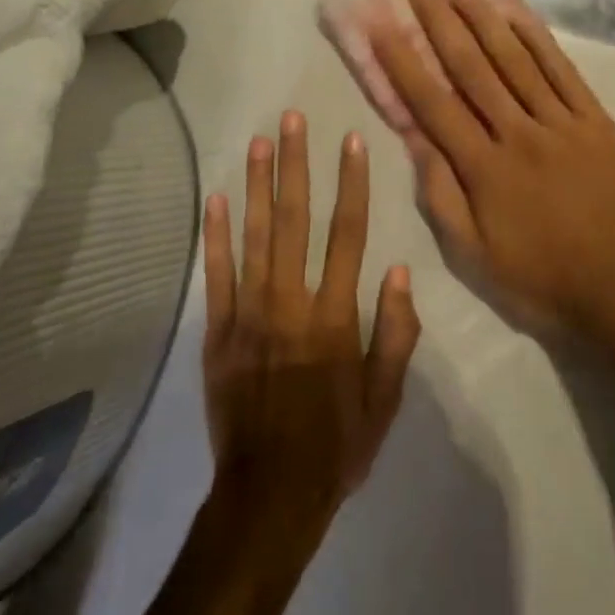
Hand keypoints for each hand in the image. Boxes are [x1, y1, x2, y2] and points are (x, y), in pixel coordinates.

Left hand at [202, 112, 421, 529]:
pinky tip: (217, 197)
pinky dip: (216, 235)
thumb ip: (395, 333)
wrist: (270, 495)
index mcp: (335, 317)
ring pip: (255, 236)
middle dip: (296, 165)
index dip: (351, 183)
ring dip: (258, 184)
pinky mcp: (218, 332)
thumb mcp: (385, 399)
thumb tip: (398, 270)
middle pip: (296, 220)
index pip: (348, 235)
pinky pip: (217, 275)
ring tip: (260, 140)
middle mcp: (291, 302)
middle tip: (293, 119)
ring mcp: (249, 314)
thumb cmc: (336, 445)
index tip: (350, 141)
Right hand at [370, 0, 614, 332]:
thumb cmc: (537, 279)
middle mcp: (518, 133)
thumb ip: (440, 193)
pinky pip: (563, 72)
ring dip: (482, 18)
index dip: (403, 60)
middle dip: (438, 21)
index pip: (433, 102)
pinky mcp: (597, 122)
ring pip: (515, 60)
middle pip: (471, 67)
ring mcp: (562, 123)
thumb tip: (414, 138)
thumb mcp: (472, 254)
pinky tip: (516, 14)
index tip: (380, 23)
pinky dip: (537, 40)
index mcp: (483, 167)